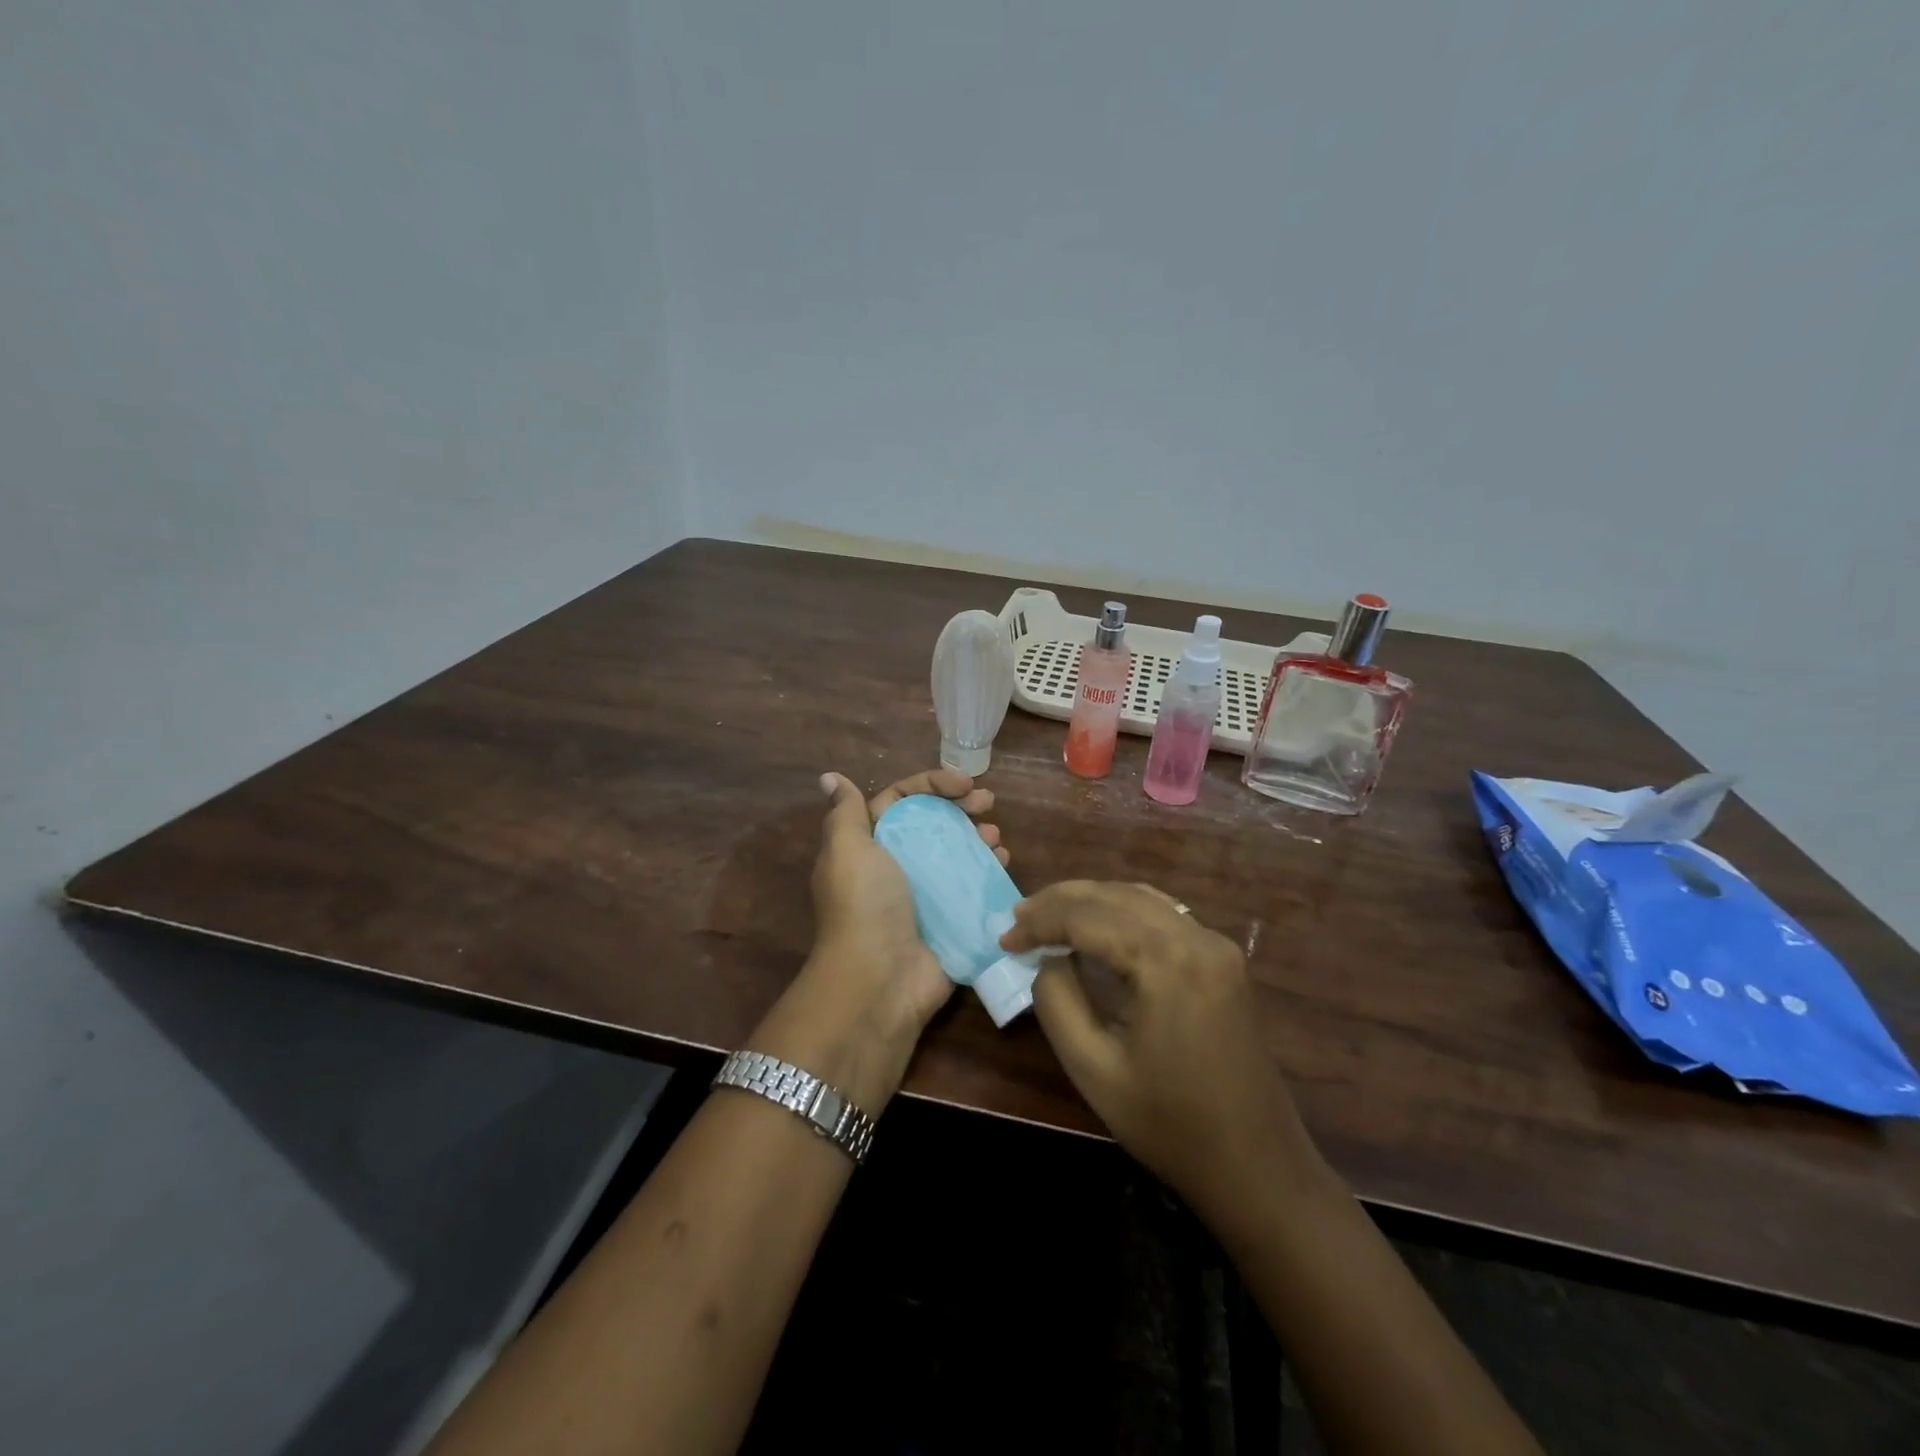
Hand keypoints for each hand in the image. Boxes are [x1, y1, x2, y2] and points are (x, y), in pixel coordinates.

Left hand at [762, 771, 1004, 1098]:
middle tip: (988, 803)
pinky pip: (973, 885)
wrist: (879, 979)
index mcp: (870, 843)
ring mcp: (925, 893)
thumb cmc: (864, 904)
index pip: (901, 799)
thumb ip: (844, 811)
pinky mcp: (950, 918)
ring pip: (956, 851)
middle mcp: (896, 864)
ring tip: (996, 836)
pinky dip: (989, 869)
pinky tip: (1003, 861)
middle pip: (933, 822)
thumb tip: (830, 777)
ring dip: (978, 836)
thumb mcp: (846, 848)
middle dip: (961, 807)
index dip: (931, 784)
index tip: (964, 783)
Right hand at [1000, 881, 1323, 1216]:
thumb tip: (1048, 957)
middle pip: (1116, 896)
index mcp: (1167, 961)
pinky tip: (1098, 926)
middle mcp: (1197, 937)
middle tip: (1019, 915)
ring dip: (1092, 901)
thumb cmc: (1169, 1125)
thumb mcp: (1092, 1068)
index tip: (1004, 939)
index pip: (1088, 918)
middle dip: (1062, 901)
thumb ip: (1057, 1000)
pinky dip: (1122, 912)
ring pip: (1140, 898)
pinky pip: (1164, 915)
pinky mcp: (1223, 960)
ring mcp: (1216, 945)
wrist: (1256, 1166)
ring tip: (1048, 915)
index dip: (1041, 922)